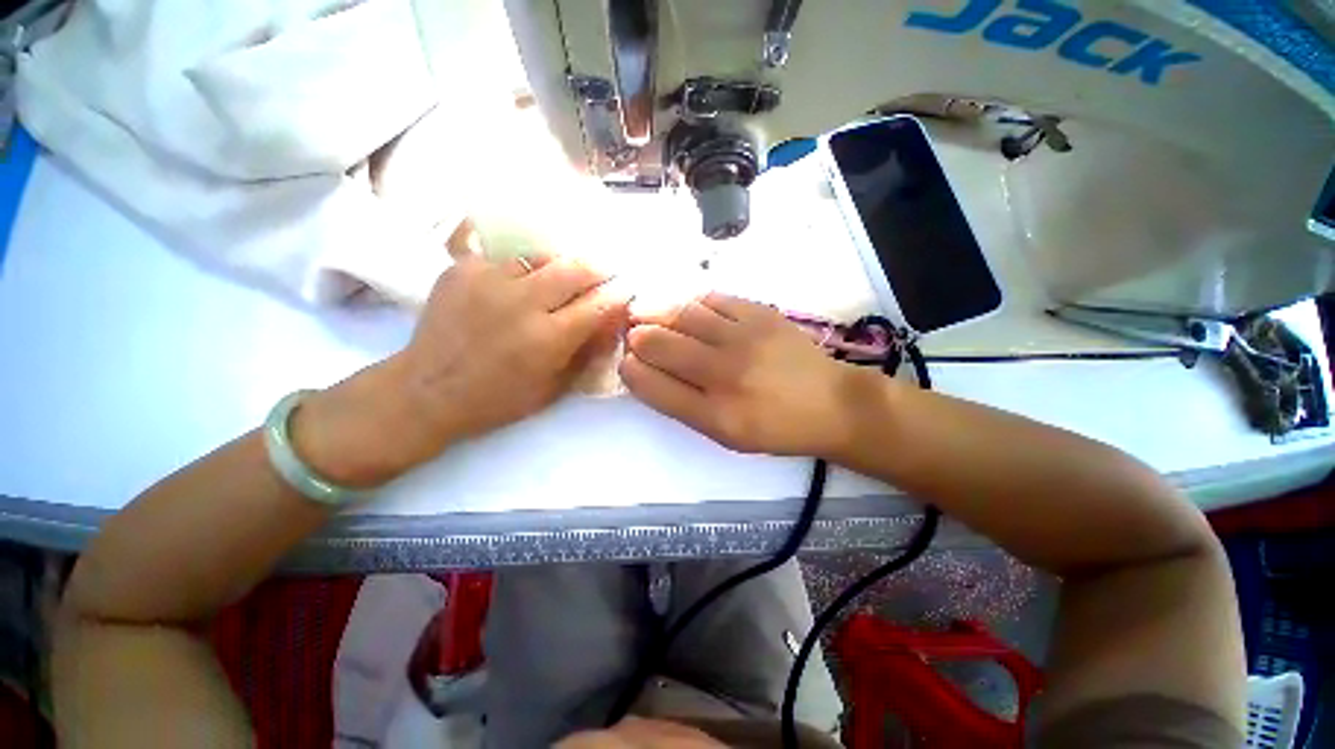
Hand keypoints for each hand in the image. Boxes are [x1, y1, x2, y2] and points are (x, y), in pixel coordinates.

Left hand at [296, 254, 626, 485]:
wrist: (428, 390)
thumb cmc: (498, 398)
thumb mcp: (554, 388)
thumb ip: (587, 353)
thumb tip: (611, 323)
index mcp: (548, 338)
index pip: (598, 305)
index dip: (617, 297)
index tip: (624, 294)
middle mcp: (522, 302)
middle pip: (574, 269)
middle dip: (595, 271)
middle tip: (599, 276)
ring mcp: (489, 280)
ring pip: (541, 255)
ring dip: (560, 263)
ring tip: (560, 275)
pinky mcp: (462, 268)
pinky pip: (502, 252)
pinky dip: (519, 261)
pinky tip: (519, 273)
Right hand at [621, 293, 862, 456]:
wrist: (830, 403)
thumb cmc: (775, 427)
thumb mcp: (726, 434)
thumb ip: (684, 405)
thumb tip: (648, 371)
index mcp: (714, 414)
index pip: (651, 385)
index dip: (630, 370)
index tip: (628, 363)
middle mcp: (724, 374)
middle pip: (659, 344)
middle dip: (637, 337)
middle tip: (634, 334)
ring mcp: (744, 339)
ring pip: (681, 314)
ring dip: (656, 311)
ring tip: (647, 312)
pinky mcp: (760, 314)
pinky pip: (712, 298)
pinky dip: (691, 302)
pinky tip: (687, 309)